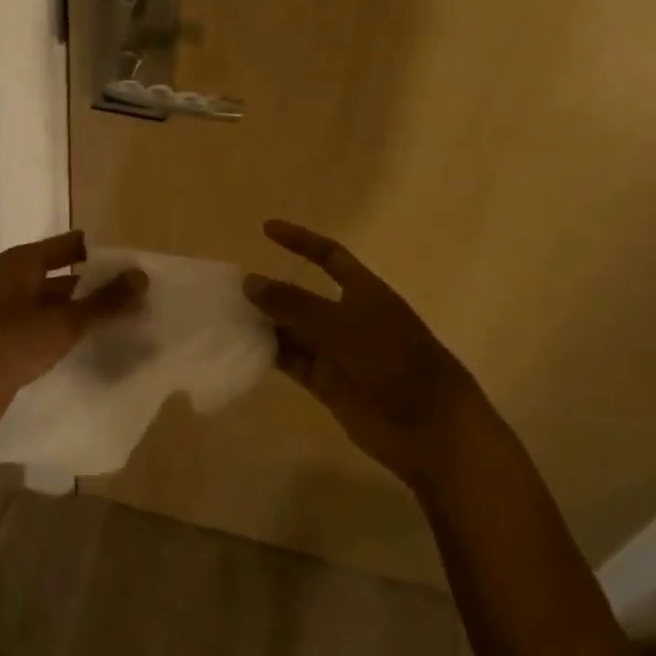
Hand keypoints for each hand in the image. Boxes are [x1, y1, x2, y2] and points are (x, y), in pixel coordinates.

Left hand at [0, 231, 146, 459]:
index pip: (71, 245)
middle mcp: (13, 284)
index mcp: (20, 264)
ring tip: (131, 328)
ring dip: (87, 317)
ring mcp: (8, 318)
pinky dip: (70, 340)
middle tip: (144, 302)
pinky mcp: (7, 350)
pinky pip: (47, 337)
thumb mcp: (59, 322)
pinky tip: (98, 353)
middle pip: (66, 278)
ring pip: (57, 310)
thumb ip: (102, 301)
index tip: (139, 267)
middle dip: (101, 289)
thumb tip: (141, 275)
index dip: (104, 254)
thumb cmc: (3, 347)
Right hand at [243, 220, 476, 487]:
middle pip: (302, 297)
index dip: (300, 241)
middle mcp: (348, 318)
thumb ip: (293, 304)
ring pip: (292, 331)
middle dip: (271, 290)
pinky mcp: (327, 384)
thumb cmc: (393, 360)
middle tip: (229, 288)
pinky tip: (240, 348)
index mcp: (364, 292)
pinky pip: (292, 362)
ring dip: (264, 324)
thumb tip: (248, 282)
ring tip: (225, 317)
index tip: (266, 229)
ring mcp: (337, 352)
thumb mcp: (341, 325)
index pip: (328, 257)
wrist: (429, 426)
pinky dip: (269, 355)